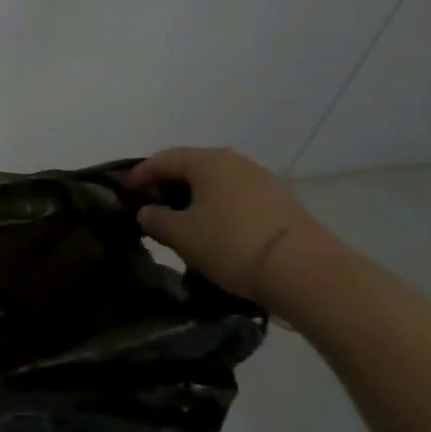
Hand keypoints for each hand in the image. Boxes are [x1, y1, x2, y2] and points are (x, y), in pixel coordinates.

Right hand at [127, 147, 341, 311]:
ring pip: (216, 183)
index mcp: (206, 161)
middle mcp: (234, 161)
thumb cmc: (232, 245)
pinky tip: (215, 230)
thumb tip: (147, 212)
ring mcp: (262, 180)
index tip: (124, 191)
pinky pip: (237, 197)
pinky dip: (218, 208)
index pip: (162, 159)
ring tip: (182, 222)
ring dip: (195, 197)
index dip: (139, 174)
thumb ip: (156, 219)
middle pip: (191, 167)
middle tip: (151, 206)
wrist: (306, 272)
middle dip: (167, 184)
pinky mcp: (281, 203)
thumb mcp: (182, 236)